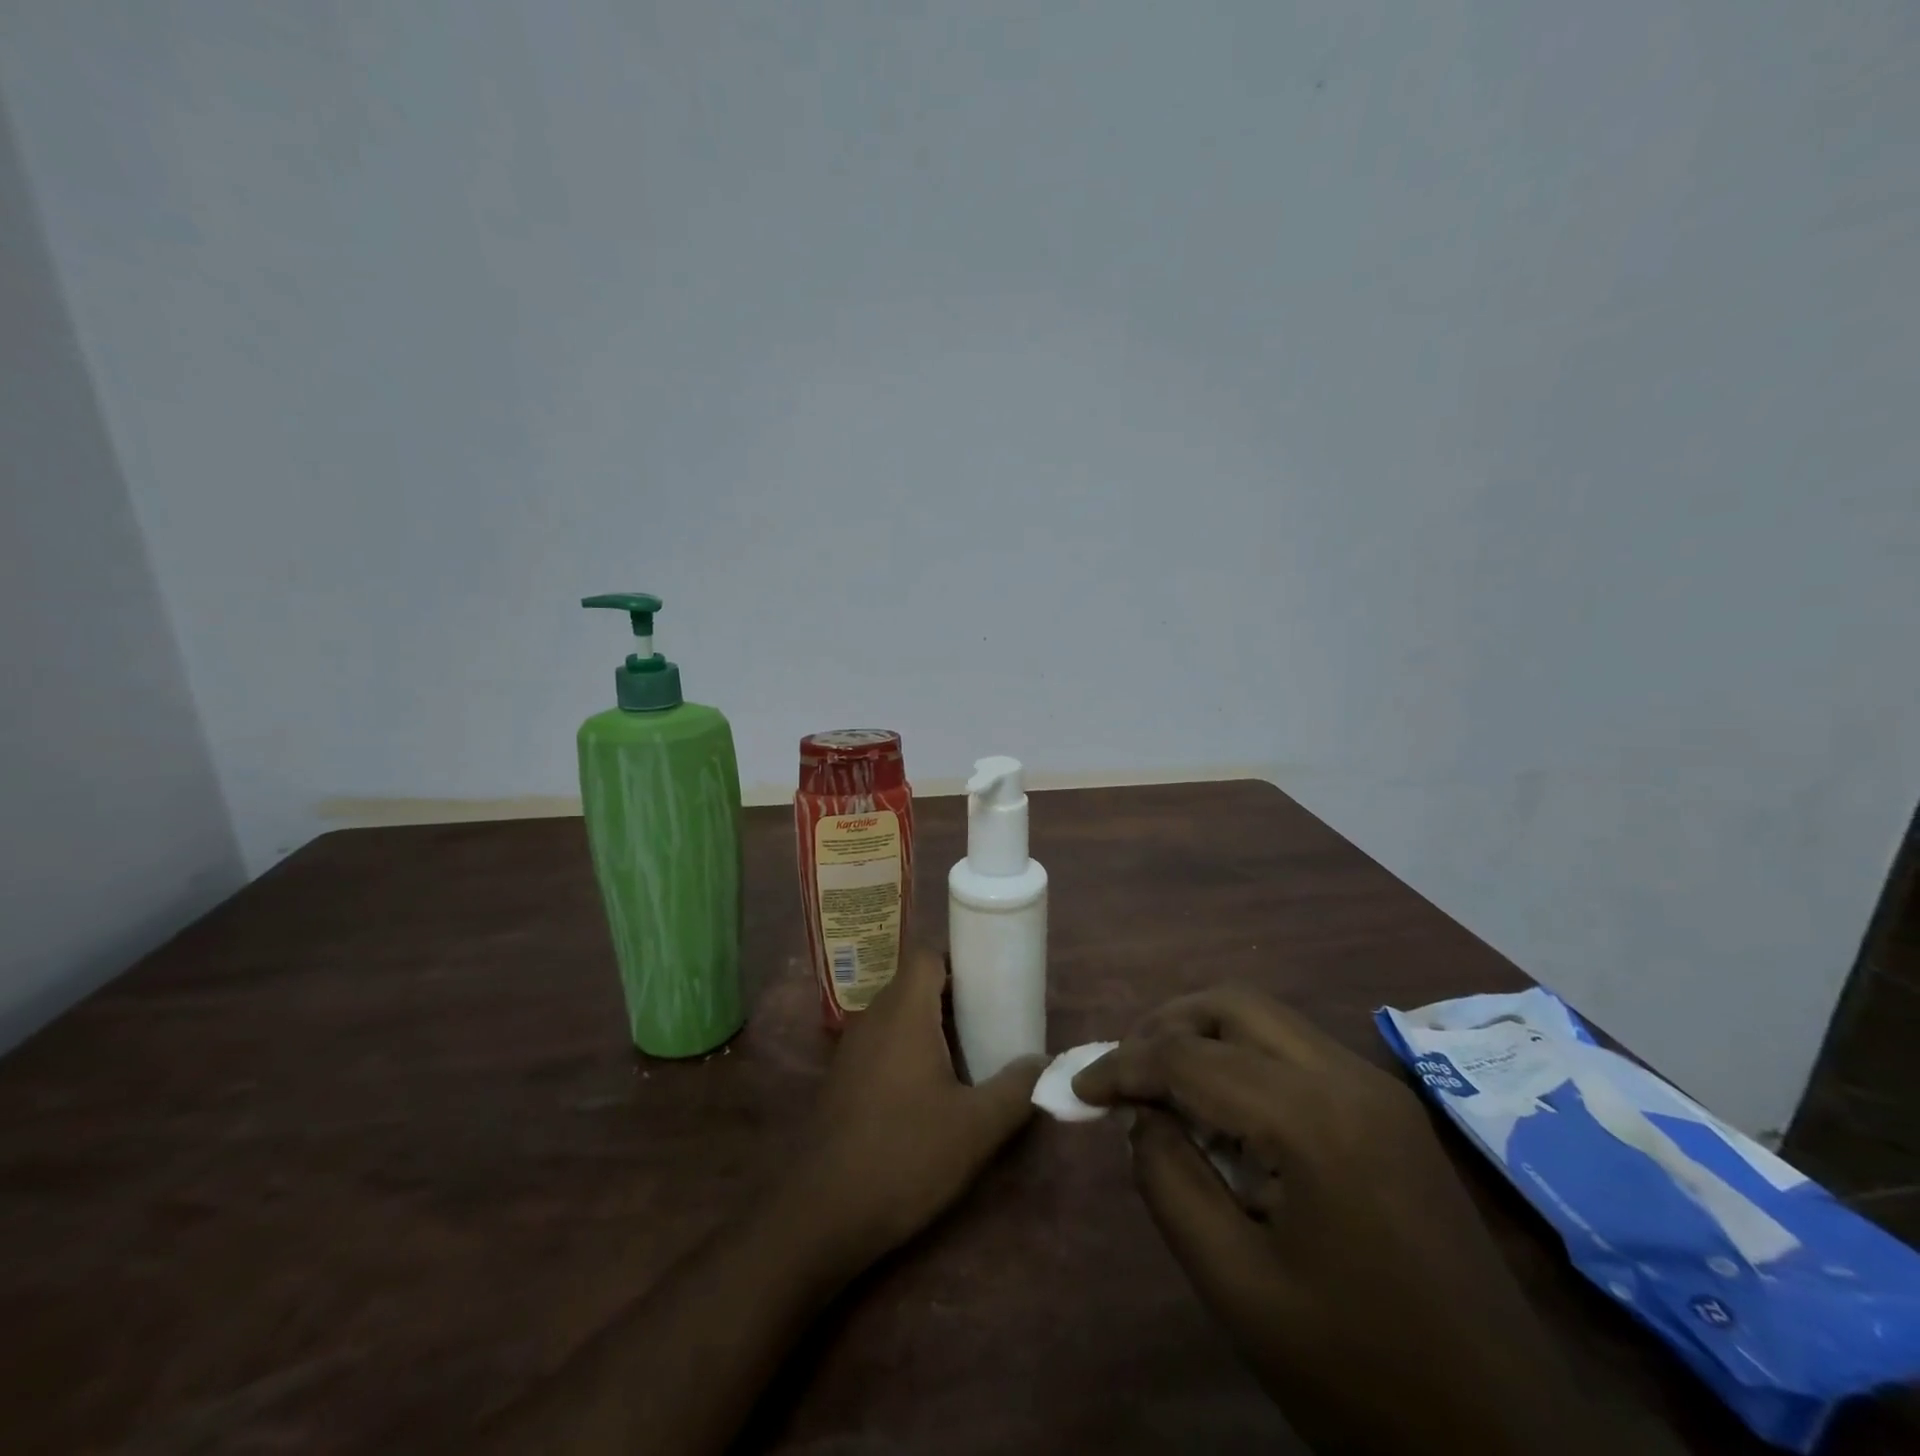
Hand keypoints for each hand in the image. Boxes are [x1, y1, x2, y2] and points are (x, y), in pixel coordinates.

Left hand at [781, 948, 1043, 1267]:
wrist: (822, 1212)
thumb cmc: (905, 1155)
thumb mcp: (976, 1127)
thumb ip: (1016, 1089)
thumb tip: (1044, 1063)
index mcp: (904, 1012)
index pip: (927, 956)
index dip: (959, 961)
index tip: (991, 985)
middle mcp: (873, 1018)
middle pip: (914, 984)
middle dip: (953, 996)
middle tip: (990, 1022)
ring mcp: (851, 1048)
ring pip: (897, 1015)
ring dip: (930, 1025)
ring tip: (967, 1055)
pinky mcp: (842, 1078)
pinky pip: (881, 1042)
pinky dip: (908, 1049)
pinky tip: (929, 1091)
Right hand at [1073, 986, 1614, 1455]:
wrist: (1506, 1442)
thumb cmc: (1358, 1373)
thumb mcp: (1237, 1287)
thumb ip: (1170, 1182)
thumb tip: (1144, 1117)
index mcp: (1312, 1119)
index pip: (1190, 1057)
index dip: (1121, 1066)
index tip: (1077, 1089)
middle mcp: (1349, 1078)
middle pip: (1232, 1006)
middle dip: (1165, 1026)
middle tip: (1123, 1072)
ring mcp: (1378, 1089)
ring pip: (1267, 1020)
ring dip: (1205, 1037)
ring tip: (1165, 1087)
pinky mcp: (1391, 1111)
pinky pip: (1298, 1053)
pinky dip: (1245, 1060)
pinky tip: (1228, 1114)